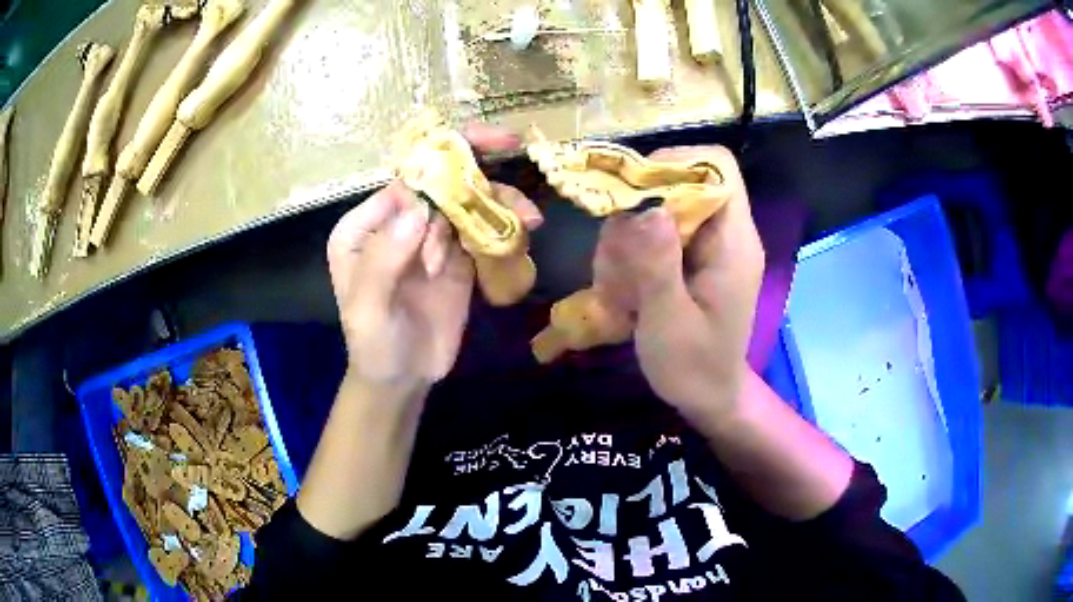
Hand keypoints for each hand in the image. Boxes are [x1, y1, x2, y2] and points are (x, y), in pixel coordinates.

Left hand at [326, 125, 540, 394]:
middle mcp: (396, 224)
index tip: (474, 163)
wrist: (403, 379)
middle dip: (475, 169)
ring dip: (498, 201)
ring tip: (530, 217)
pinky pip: (481, 232)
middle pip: (439, 183)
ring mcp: (429, 239)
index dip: (438, 168)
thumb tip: (418, 208)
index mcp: (364, 228)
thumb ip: (384, 260)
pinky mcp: (457, 258)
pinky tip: (526, 231)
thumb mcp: (368, 310)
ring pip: (466, 204)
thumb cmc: (374, 346)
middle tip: (512, 146)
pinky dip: (504, 227)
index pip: (402, 183)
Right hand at [593, 146, 763, 422]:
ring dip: (626, 241)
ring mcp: (707, 245)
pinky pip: (652, 234)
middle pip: (677, 183)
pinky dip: (629, 255)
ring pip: (656, 209)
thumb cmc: (695, 368)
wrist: (709, 397)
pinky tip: (624, 292)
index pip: (716, 166)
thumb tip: (646, 208)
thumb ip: (658, 265)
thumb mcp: (670, 323)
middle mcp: (724, 233)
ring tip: (619, 288)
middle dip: (636, 214)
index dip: (674, 163)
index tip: (633, 192)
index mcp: (734, 242)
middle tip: (617, 259)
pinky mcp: (690, 258)